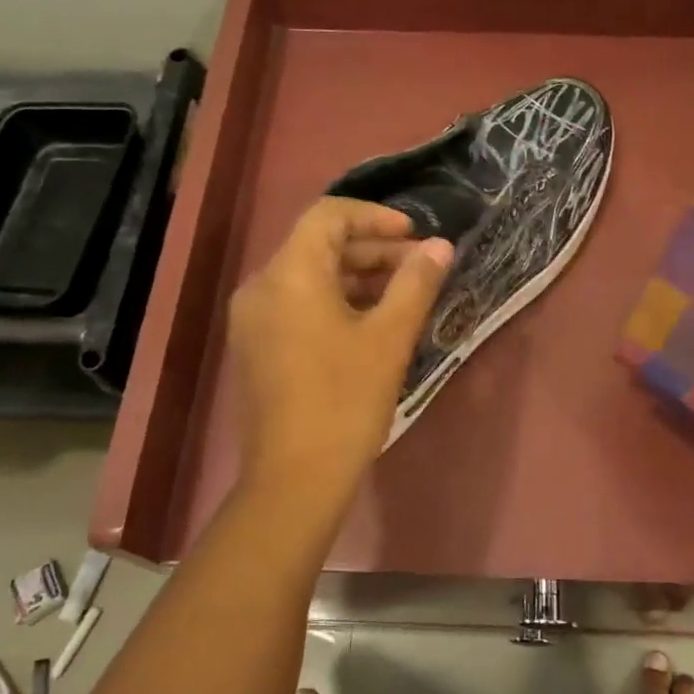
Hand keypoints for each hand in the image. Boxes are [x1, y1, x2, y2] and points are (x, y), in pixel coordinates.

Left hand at [229, 198, 452, 518]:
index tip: (414, 235)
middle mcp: (261, 287)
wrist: (295, 478)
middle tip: (420, 268)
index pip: (329, 215)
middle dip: (373, 250)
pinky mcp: (257, 347)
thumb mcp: (390, 337)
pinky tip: (371, 324)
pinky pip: (297, 305)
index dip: (375, 217)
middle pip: (318, 246)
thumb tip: (440, 247)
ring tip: (404, 295)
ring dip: (357, 277)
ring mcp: (253, 320)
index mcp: (289, 273)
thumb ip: (416, 283)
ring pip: (309, 277)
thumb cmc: (346, 399)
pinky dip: (335, 302)